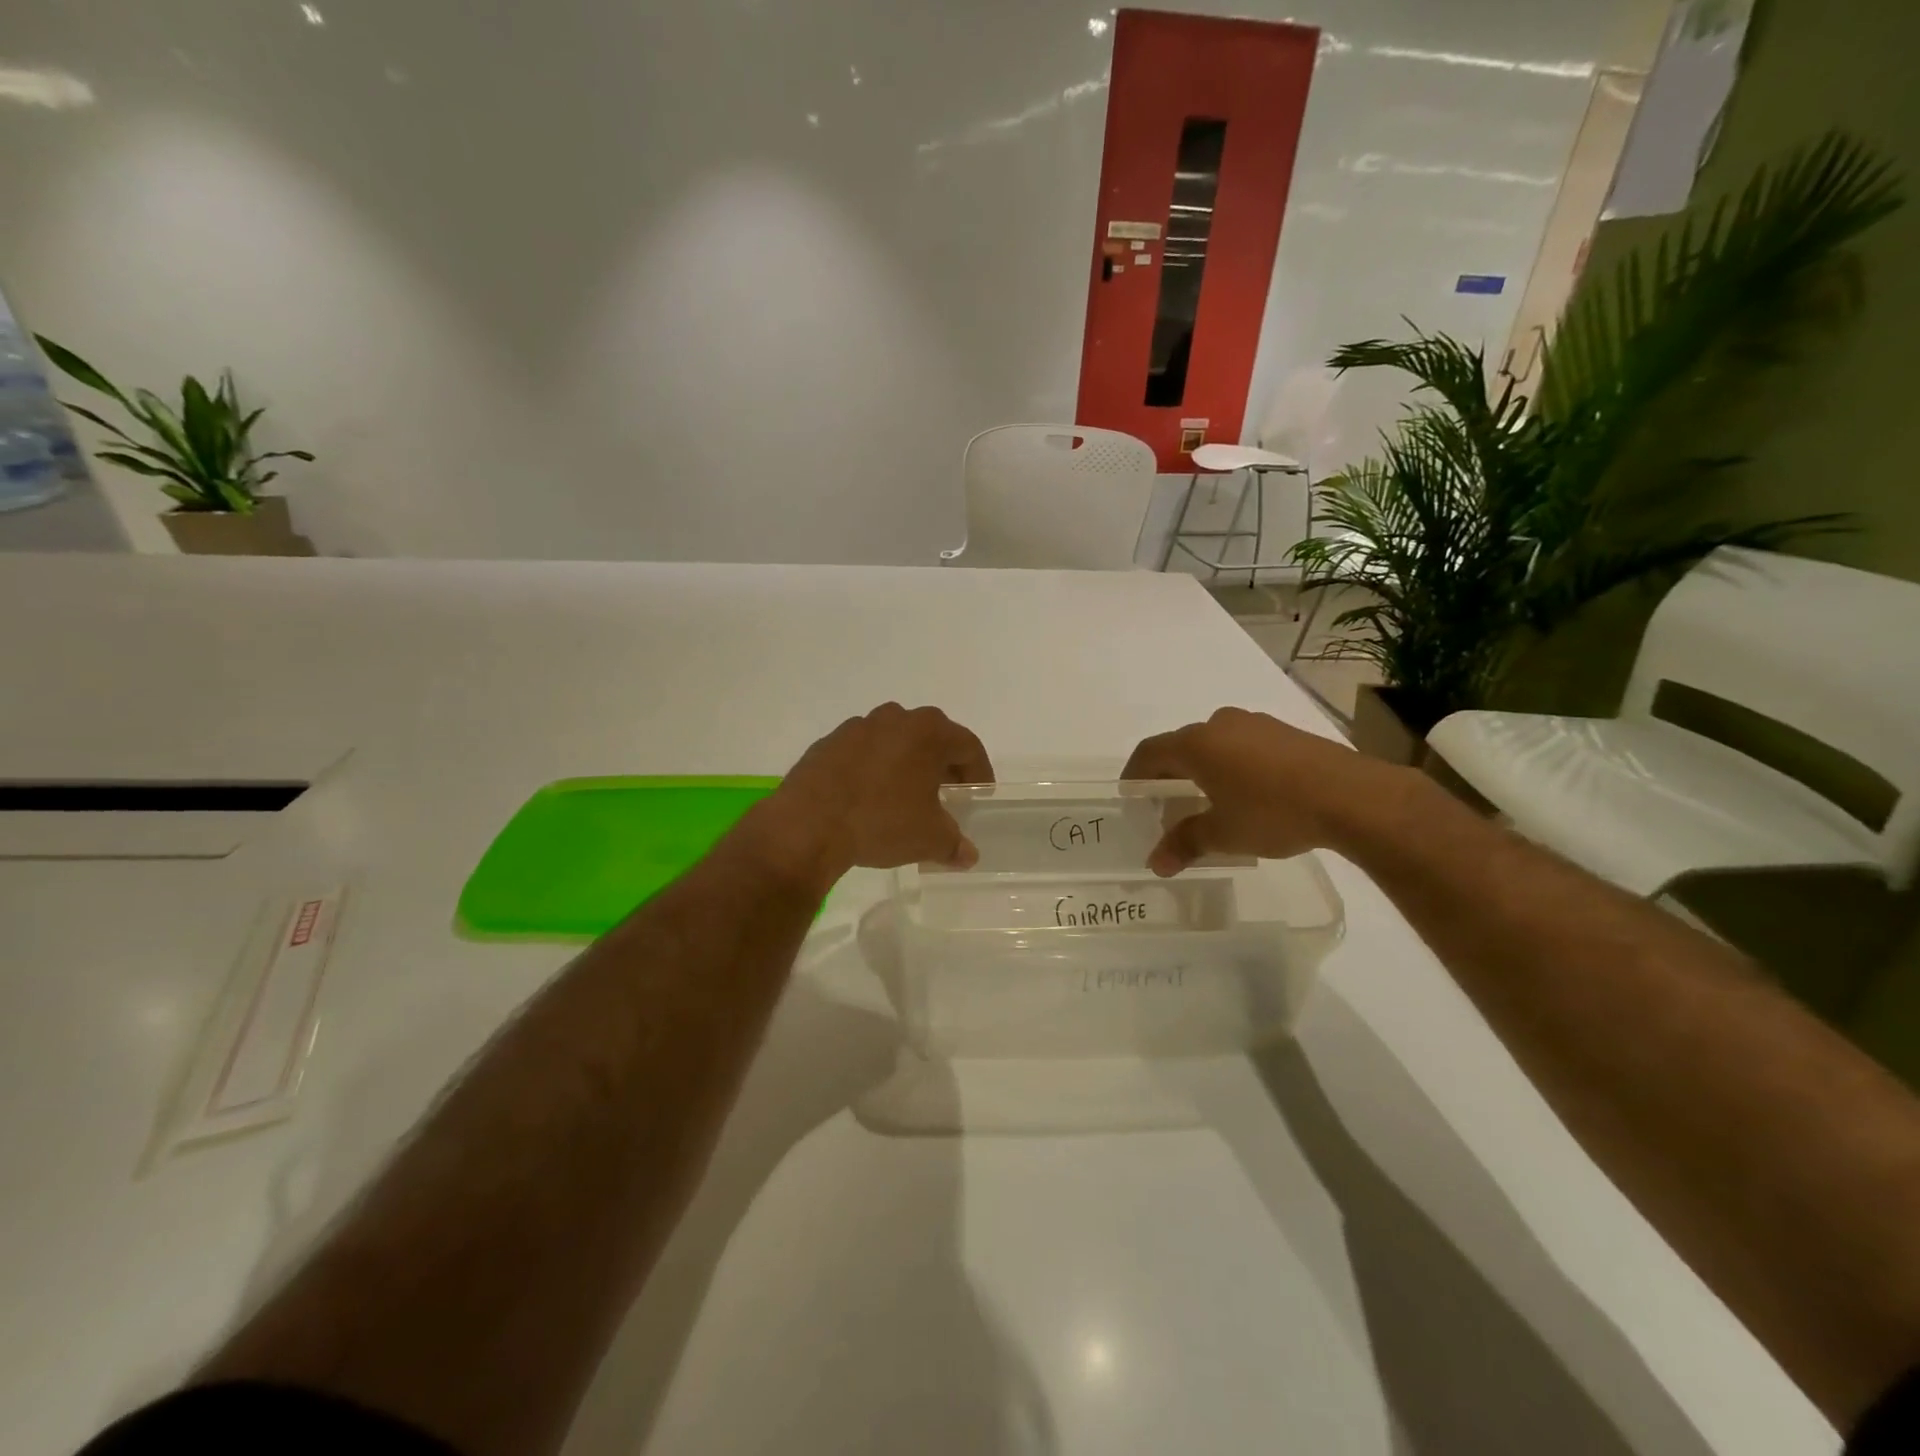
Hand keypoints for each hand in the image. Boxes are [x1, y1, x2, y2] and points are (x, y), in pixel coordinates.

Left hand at [751, 704, 994, 889]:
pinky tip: (868, 798)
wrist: (808, 824)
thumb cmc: (881, 821)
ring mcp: (857, 728)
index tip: (978, 794)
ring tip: (906, 796)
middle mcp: (895, 719)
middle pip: (931, 738)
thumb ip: (954, 843)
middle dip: (942, 765)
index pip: (968, 745)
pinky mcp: (827, 743)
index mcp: (928, 732)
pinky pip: (862, 752)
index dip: (979, 772)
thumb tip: (968, 855)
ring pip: (894, 742)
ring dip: (906, 764)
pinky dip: (873, 769)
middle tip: (947, 794)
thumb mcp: (929, 838)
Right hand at [1121, 706, 1399, 874]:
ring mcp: (1256, 724)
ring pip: (1215, 743)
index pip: (1149, 752)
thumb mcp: (1224, 834)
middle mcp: (1220, 724)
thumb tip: (1156, 864)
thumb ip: (1185, 843)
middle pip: (1181, 745)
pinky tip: (1248, 793)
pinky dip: (1233, 765)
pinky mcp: (1285, 732)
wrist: (1352, 796)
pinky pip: (1244, 745)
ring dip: (1203, 768)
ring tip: (1208, 800)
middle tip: (1168, 804)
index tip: (1130, 794)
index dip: (1134, 774)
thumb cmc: (1274, 812)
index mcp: (1197, 744)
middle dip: (1170, 773)